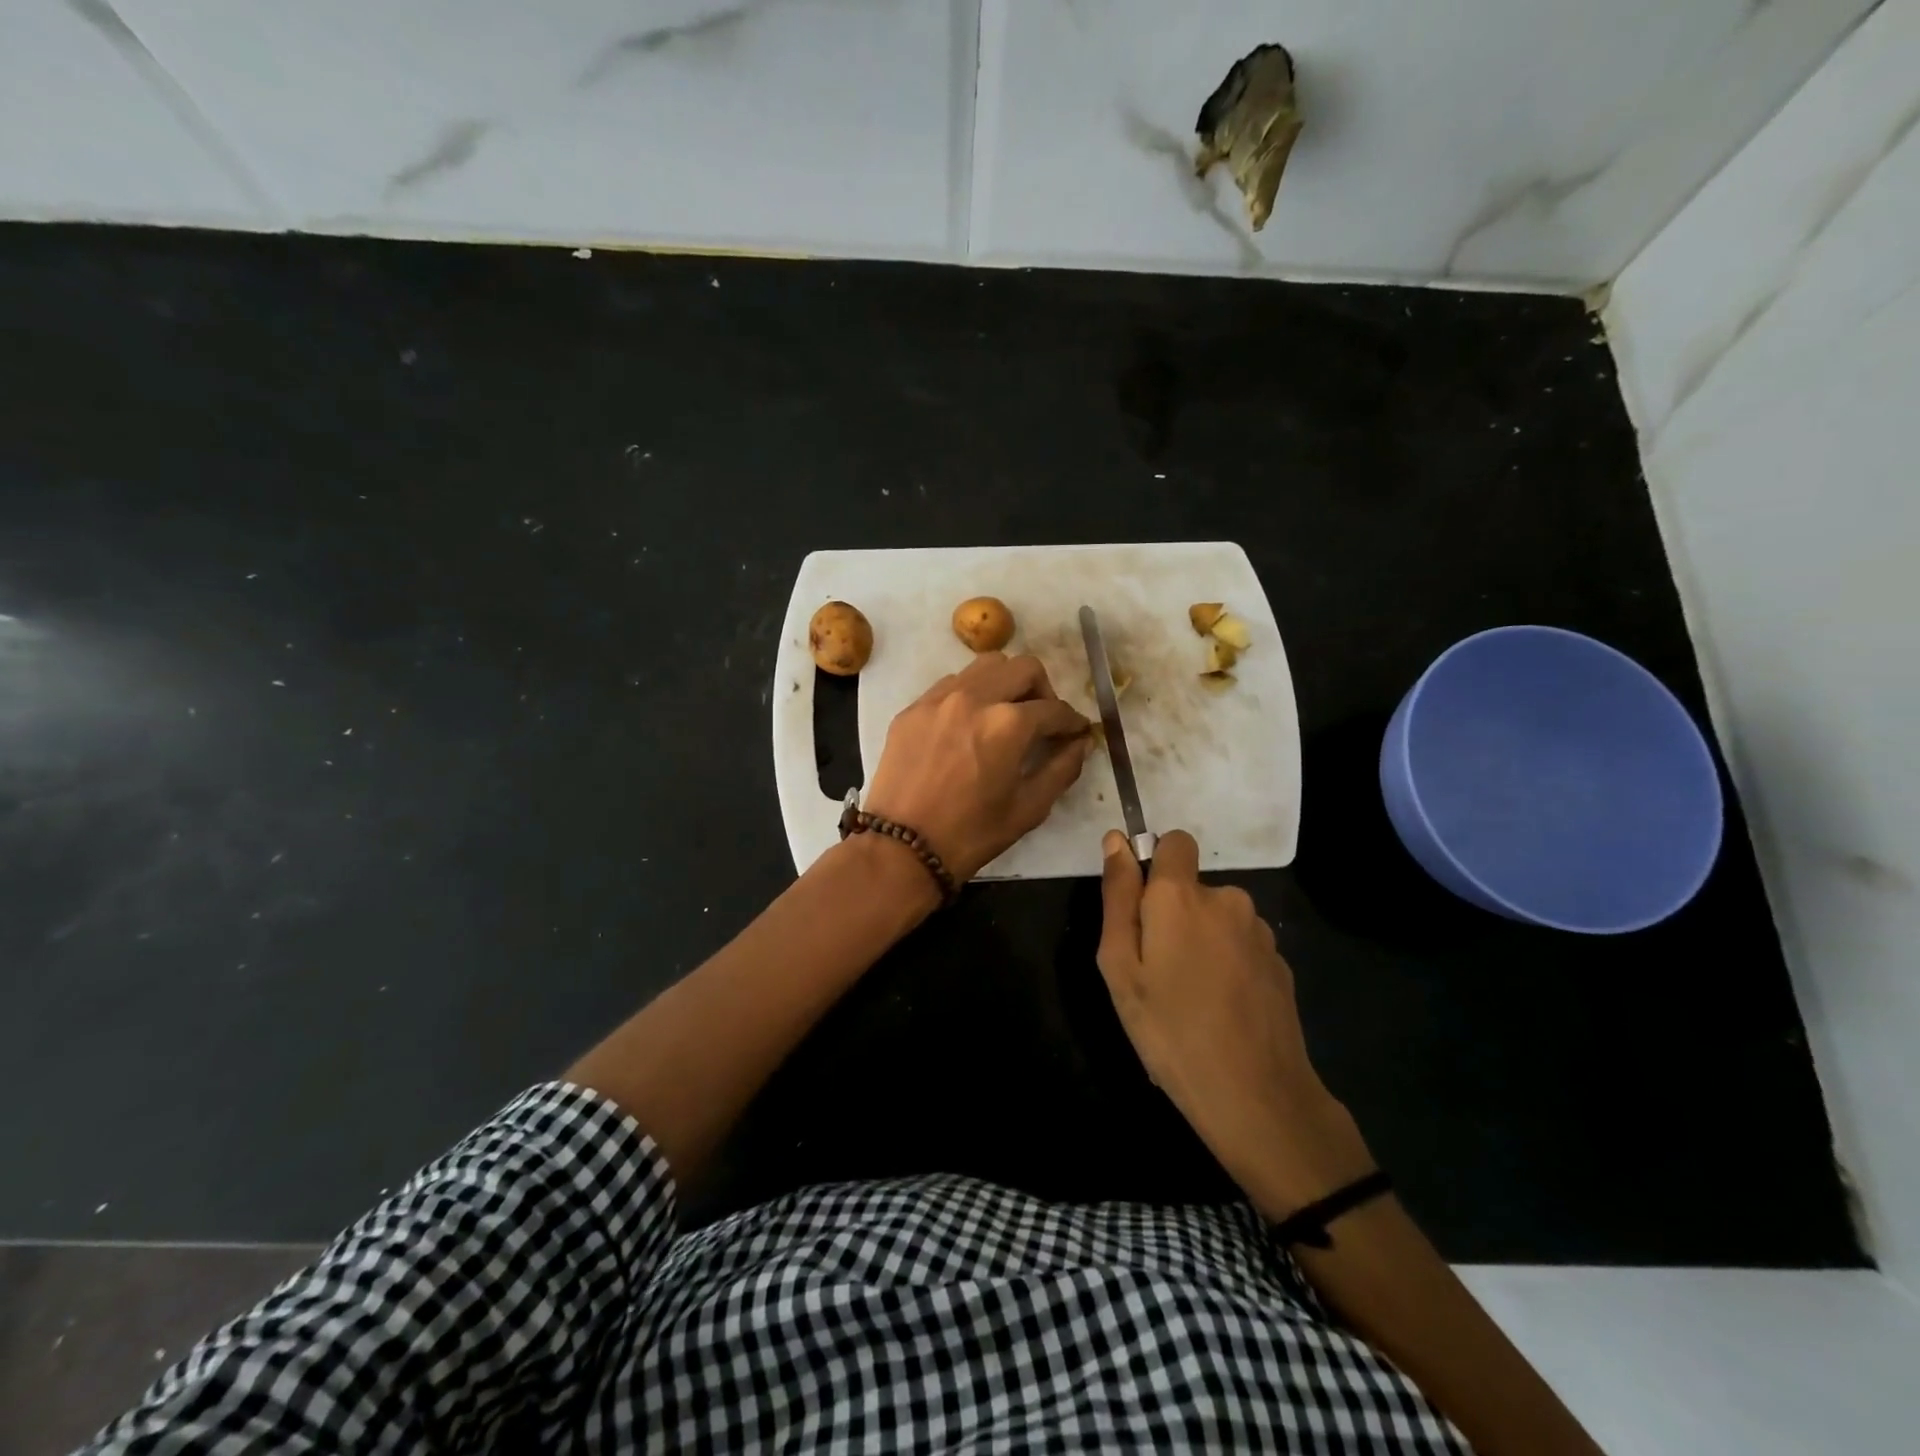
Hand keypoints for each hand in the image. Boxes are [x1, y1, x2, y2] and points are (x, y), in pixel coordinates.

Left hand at [863, 652, 1090, 882]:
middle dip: (1043, 690)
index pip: (1054, 709)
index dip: (1073, 721)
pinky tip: (969, 723)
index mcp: (1008, 724)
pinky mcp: (913, 708)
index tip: (1077, 732)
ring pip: (985, 667)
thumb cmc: (971, 833)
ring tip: (1006, 713)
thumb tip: (1080, 743)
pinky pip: (951, 683)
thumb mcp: (1028, 808)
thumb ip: (1062, 769)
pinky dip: (971, 693)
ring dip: (1006, 683)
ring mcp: (939, 698)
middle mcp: (975, 697)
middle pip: (1024, 668)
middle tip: (1043, 719)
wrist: (901, 846)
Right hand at [1096, 828, 1374, 1219]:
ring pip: (1217, 919)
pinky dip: (1227, 965)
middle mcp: (1226, 899)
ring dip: (1201, 942)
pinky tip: (1222, 1011)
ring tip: (1189, 998)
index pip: (1175, 841)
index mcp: (1181, 895)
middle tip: (1157, 972)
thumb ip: (1118, 896)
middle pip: (1192, 888)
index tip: (1143, 909)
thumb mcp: (1120, 966)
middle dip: (1173, 915)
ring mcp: (1259, 931)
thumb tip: (1116, 840)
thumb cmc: (1170, 1029)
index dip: (1156, 865)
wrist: (1256, 1096)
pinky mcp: (1280, 962)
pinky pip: (1240, 946)